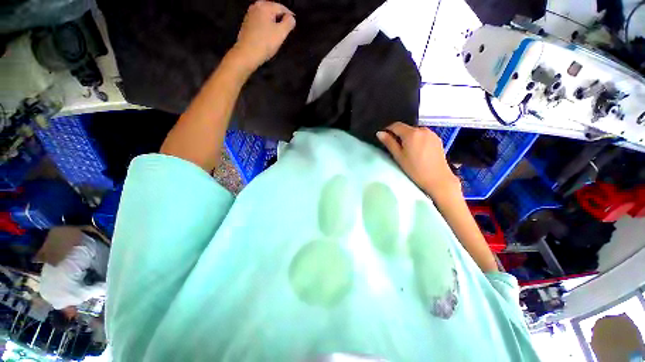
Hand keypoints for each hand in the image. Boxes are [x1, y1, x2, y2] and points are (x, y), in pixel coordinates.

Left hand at [232, 1, 295, 71]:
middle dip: (280, 20)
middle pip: (273, 11)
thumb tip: (291, 18)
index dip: (290, 16)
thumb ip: (289, 23)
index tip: (293, 25)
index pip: (282, 8)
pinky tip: (268, 37)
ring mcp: (249, 15)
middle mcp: (256, 6)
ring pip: (266, 17)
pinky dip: (266, 27)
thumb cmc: (265, 43)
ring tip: (277, 35)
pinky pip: (260, 22)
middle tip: (285, 31)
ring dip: (273, 24)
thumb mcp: (281, 33)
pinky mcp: (246, 24)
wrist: (247, 54)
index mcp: (265, 6)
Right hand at [377, 122, 460, 197]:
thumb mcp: (398, 156)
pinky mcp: (437, 139)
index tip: (384, 137)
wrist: (437, 178)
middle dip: (399, 134)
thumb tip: (379, 133)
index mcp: (411, 133)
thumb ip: (389, 142)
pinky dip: (417, 139)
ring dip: (408, 137)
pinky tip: (417, 150)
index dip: (388, 129)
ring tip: (407, 150)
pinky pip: (423, 135)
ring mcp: (432, 133)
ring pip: (415, 131)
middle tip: (395, 147)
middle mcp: (422, 129)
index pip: (396, 125)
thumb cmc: (414, 169)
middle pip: (406, 128)